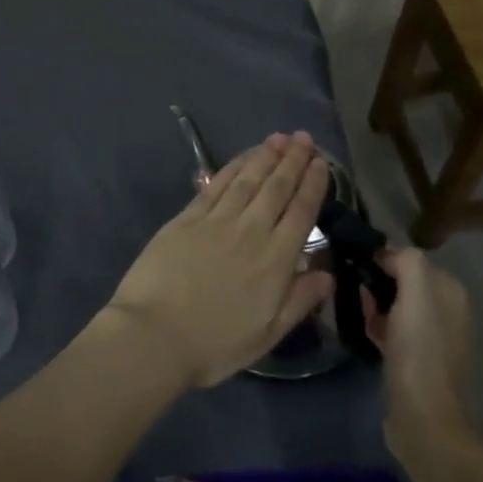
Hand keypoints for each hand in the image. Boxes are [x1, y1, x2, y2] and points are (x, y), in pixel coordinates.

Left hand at [105, 132, 332, 388]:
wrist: (155, 335)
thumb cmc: (215, 344)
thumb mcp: (268, 334)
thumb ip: (300, 300)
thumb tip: (327, 274)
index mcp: (276, 260)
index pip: (301, 212)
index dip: (313, 185)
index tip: (322, 163)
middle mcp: (250, 231)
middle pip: (277, 187)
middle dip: (293, 160)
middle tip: (304, 138)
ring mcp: (216, 220)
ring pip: (248, 179)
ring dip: (265, 156)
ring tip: (279, 138)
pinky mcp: (187, 217)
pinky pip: (216, 184)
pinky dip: (233, 167)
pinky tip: (243, 157)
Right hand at [360, 249, 480, 463]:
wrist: (423, 418)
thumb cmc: (418, 352)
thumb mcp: (415, 296)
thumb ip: (407, 262)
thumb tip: (385, 254)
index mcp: (450, 291)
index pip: (408, 258)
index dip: (380, 260)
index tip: (357, 270)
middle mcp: (447, 310)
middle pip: (400, 281)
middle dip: (375, 284)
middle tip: (354, 295)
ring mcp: (433, 336)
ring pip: (394, 304)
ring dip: (373, 305)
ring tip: (356, 315)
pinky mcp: (417, 358)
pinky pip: (392, 328)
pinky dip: (377, 326)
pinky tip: (365, 334)